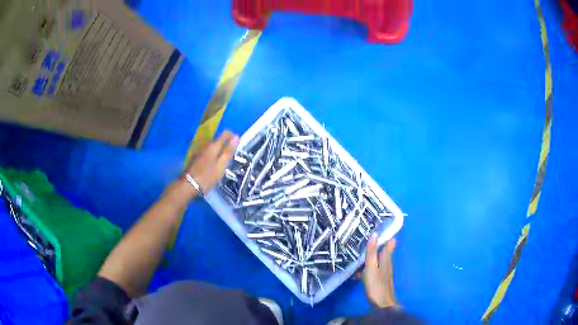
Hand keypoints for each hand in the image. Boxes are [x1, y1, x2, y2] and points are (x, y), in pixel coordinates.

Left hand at [184, 130, 238, 193]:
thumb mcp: (221, 165)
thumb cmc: (207, 176)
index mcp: (213, 146)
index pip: (225, 134)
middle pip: (218, 140)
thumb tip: (236, 136)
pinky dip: (212, 156)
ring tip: (223, 163)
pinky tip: (213, 165)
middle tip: (231, 157)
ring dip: (218, 151)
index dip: (232, 137)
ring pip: (212, 147)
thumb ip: (228, 151)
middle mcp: (206, 145)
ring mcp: (199, 151)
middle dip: (226, 145)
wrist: (188, 185)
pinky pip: (207, 152)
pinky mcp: (195, 157)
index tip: (237, 145)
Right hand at [362, 235, 398, 308]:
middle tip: (367, 237)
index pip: (390, 243)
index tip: (382, 226)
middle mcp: (387, 263)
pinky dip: (367, 267)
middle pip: (384, 251)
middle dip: (377, 244)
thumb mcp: (371, 268)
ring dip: (370, 256)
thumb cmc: (376, 285)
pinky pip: (373, 268)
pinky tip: (358, 272)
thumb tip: (375, 234)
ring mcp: (384, 271)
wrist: (382, 304)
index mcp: (386, 259)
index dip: (388, 235)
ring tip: (358, 253)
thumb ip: (372, 253)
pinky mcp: (380, 279)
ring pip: (377, 260)